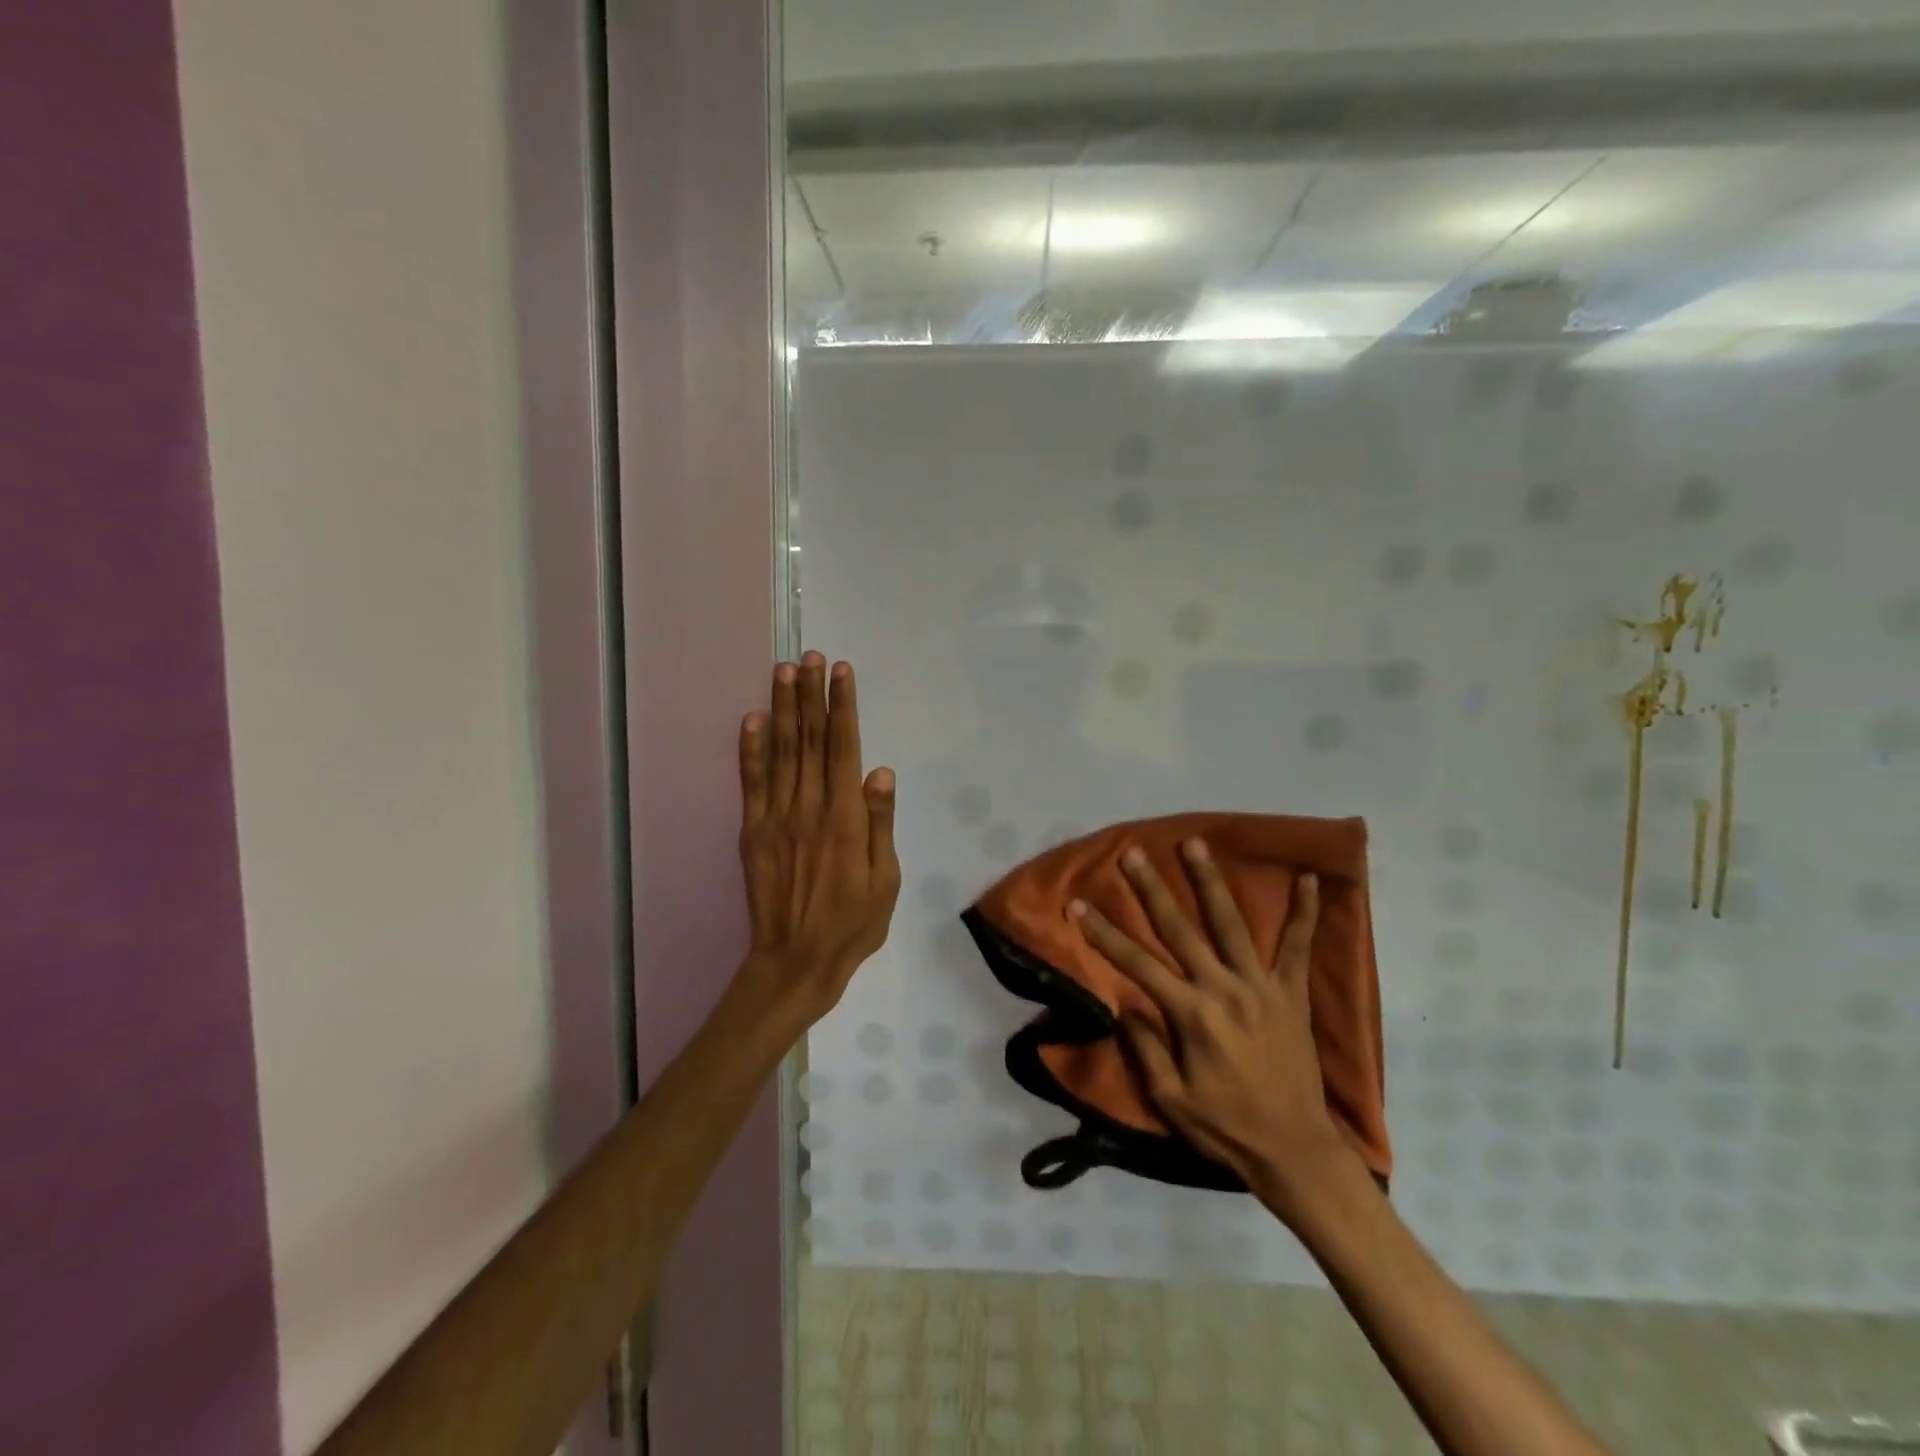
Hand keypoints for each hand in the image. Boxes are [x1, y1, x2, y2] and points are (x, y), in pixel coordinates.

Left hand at [736, 653, 899, 1024]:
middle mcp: (808, 807)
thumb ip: (881, 825)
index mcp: (845, 818)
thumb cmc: (853, 924)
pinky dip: (750, 748)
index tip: (841, 671)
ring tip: (783, 670)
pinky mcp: (753, 831)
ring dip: (781, 708)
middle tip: (810, 656)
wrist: (795, 961)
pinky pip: (751, 782)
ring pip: (780, 752)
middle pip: (809, 739)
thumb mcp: (886, 881)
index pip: (843, 748)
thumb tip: (881, 773)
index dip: (842, 706)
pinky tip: (751, 719)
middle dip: (810, 694)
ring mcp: (775, 817)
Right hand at [1071, 840, 1347, 1212]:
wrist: (1295, 1153)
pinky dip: (1306, 913)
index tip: (1078, 905)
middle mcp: (1223, 989)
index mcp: (1191, 1015)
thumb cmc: (1225, 1129)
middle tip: (1134, 853)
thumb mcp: (1170, 1100)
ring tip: (1194, 844)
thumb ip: (1146, 1049)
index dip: (1104, 934)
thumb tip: (1125, 1006)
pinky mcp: (1292, 995)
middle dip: (1152, 890)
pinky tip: (1311, 880)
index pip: (1136, 964)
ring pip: (1231, 924)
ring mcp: (1261, 987)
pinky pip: (1300, 948)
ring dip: (1210, 882)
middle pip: (1180, 930)